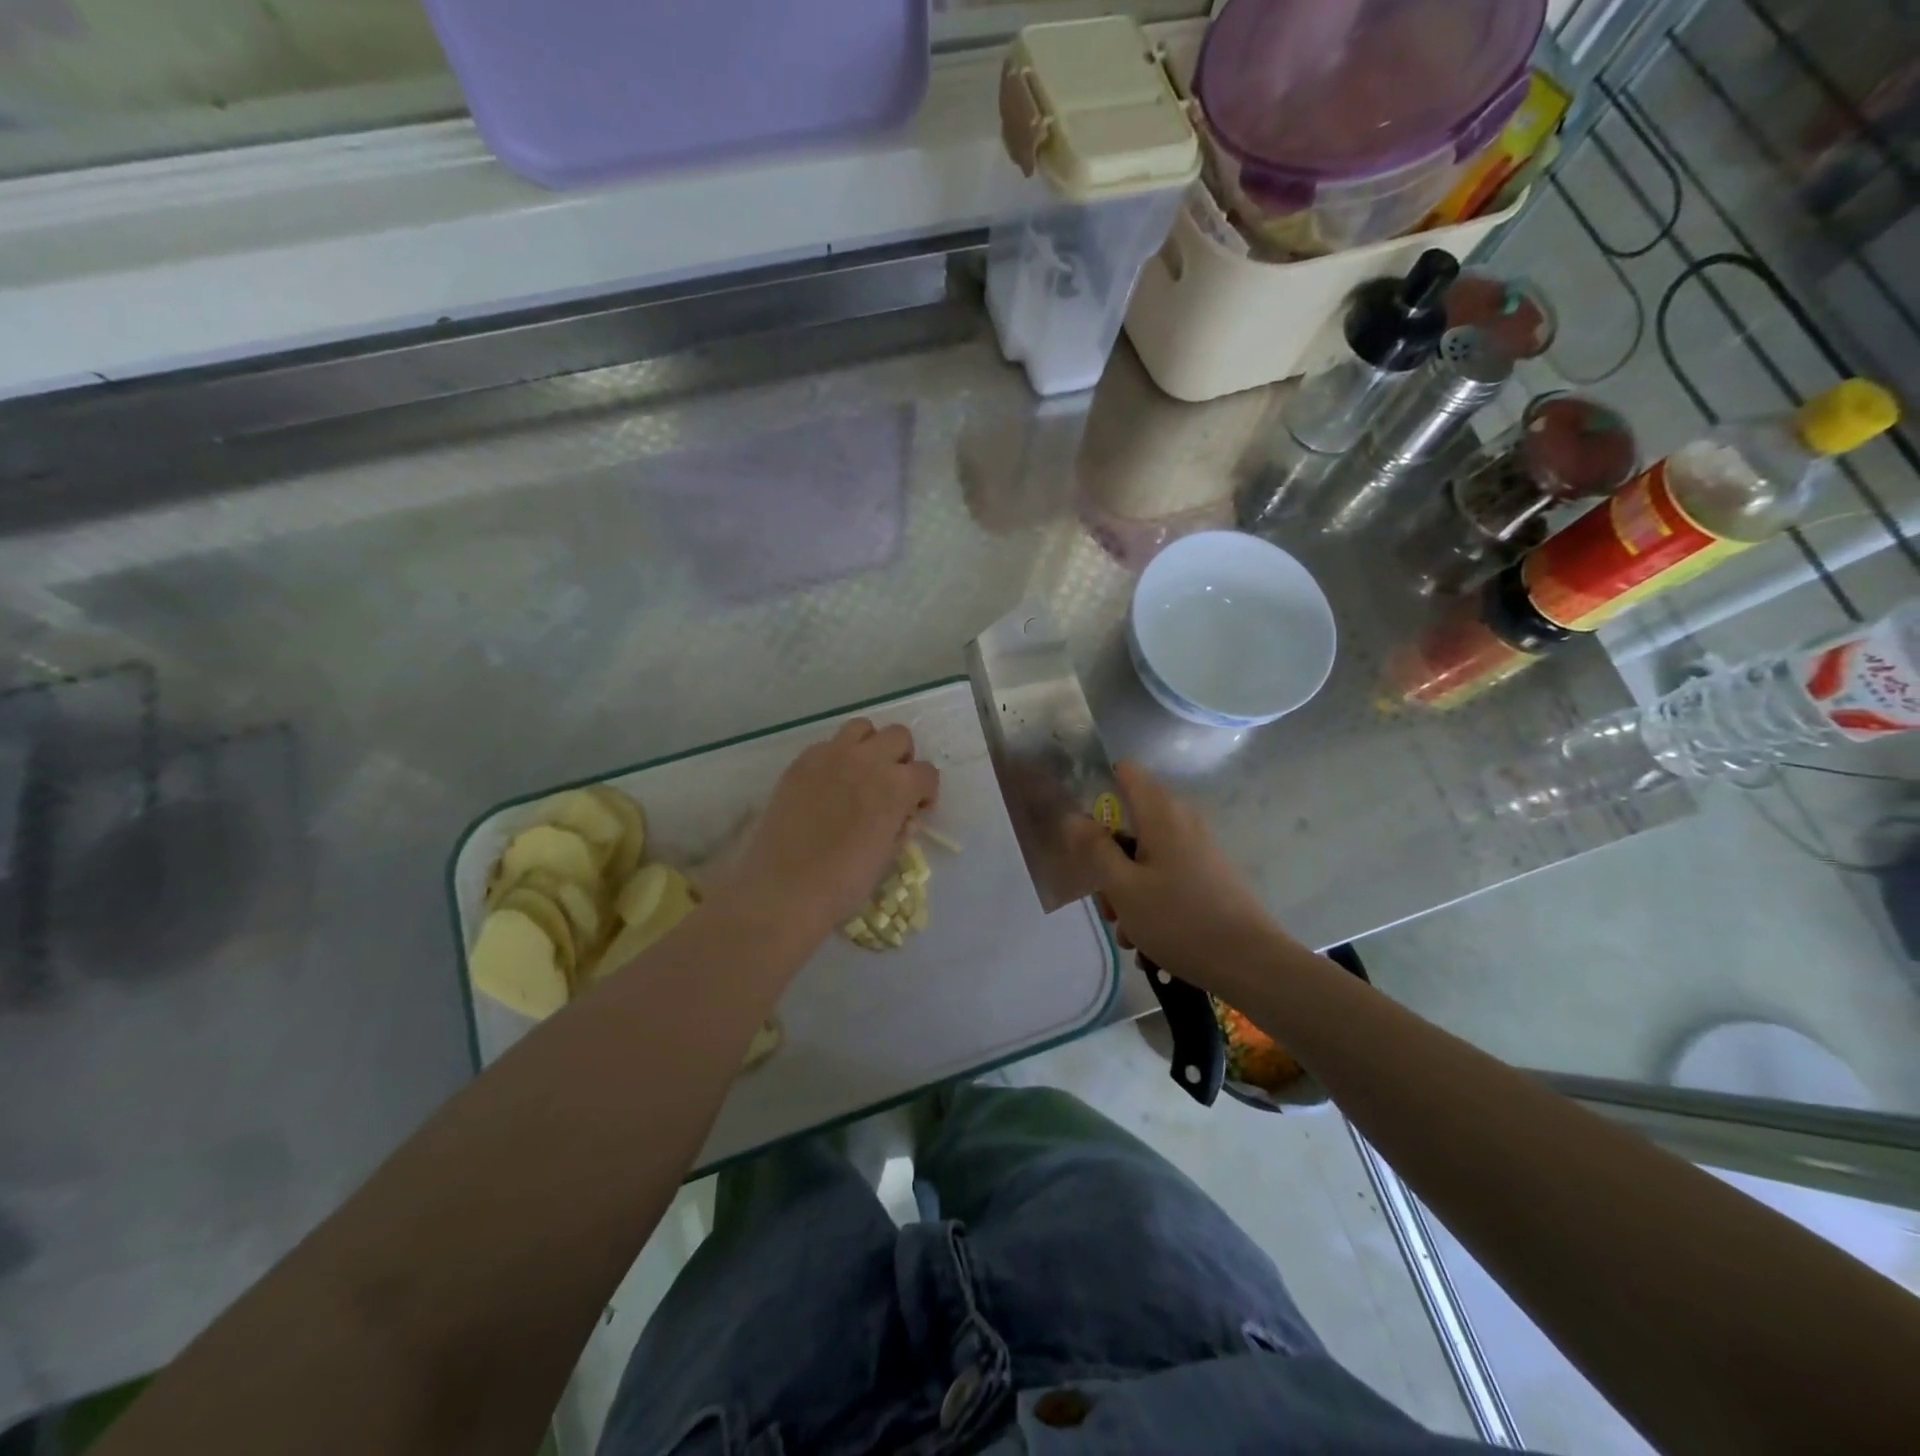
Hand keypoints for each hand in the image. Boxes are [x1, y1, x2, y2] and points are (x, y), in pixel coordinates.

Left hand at [725, 719, 938, 936]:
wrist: (784, 889)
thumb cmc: (844, 883)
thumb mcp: (887, 856)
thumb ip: (901, 826)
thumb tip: (904, 814)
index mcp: (896, 787)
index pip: (927, 772)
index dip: (926, 792)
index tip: (916, 810)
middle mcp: (867, 760)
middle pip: (898, 736)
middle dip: (902, 759)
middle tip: (891, 786)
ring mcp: (831, 756)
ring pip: (862, 728)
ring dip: (870, 746)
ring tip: (861, 774)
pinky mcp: (801, 762)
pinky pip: (828, 745)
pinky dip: (836, 757)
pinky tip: (828, 786)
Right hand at [1070, 762, 1285, 989]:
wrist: (1251, 963)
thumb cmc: (1178, 920)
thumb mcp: (1123, 887)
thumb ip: (1095, 848)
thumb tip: (1075, 816)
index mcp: (1161, 812)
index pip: (1125, 771)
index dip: (1098, 789)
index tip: (1083, 827)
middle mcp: (1182, 821)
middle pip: (1130, 824)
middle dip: (1109, 862)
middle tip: (1106, 903)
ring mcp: (1198, 849)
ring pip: (1145, 858)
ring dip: (1127, 892)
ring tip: (1128, 934)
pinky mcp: (1209, 876)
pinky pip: (1167, 878)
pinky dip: (1151, 902)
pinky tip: (1149, 942)